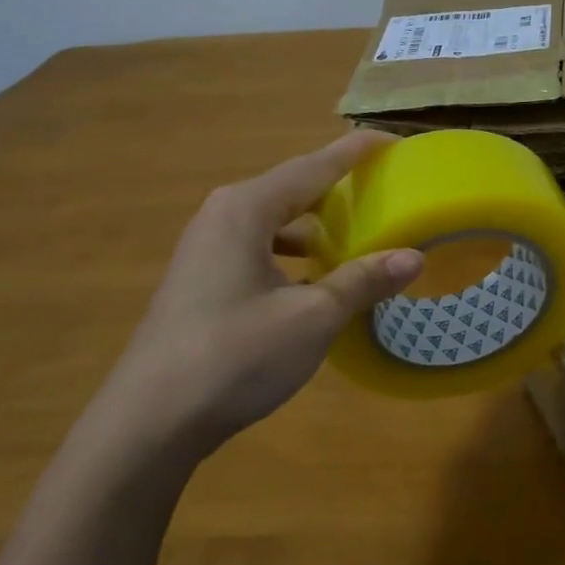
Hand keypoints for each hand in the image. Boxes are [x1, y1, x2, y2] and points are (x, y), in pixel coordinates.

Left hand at [92, 133, 421, 466]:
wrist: (150, 422)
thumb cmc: (236, 356)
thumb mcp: (312, 317)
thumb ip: (363, 281)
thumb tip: (414, 257)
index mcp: (246, 209)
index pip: (314, 165)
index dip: (356, 151)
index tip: (393, 141)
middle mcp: (223, 216)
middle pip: (293, 188)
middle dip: (339, 187)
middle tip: (384, 190)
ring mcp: (207, 250)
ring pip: (276, 221)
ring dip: (317, 224)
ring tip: (358, 235)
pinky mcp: (203, 280)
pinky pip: (260, 248)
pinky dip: (295, 253)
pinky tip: (317, 280)